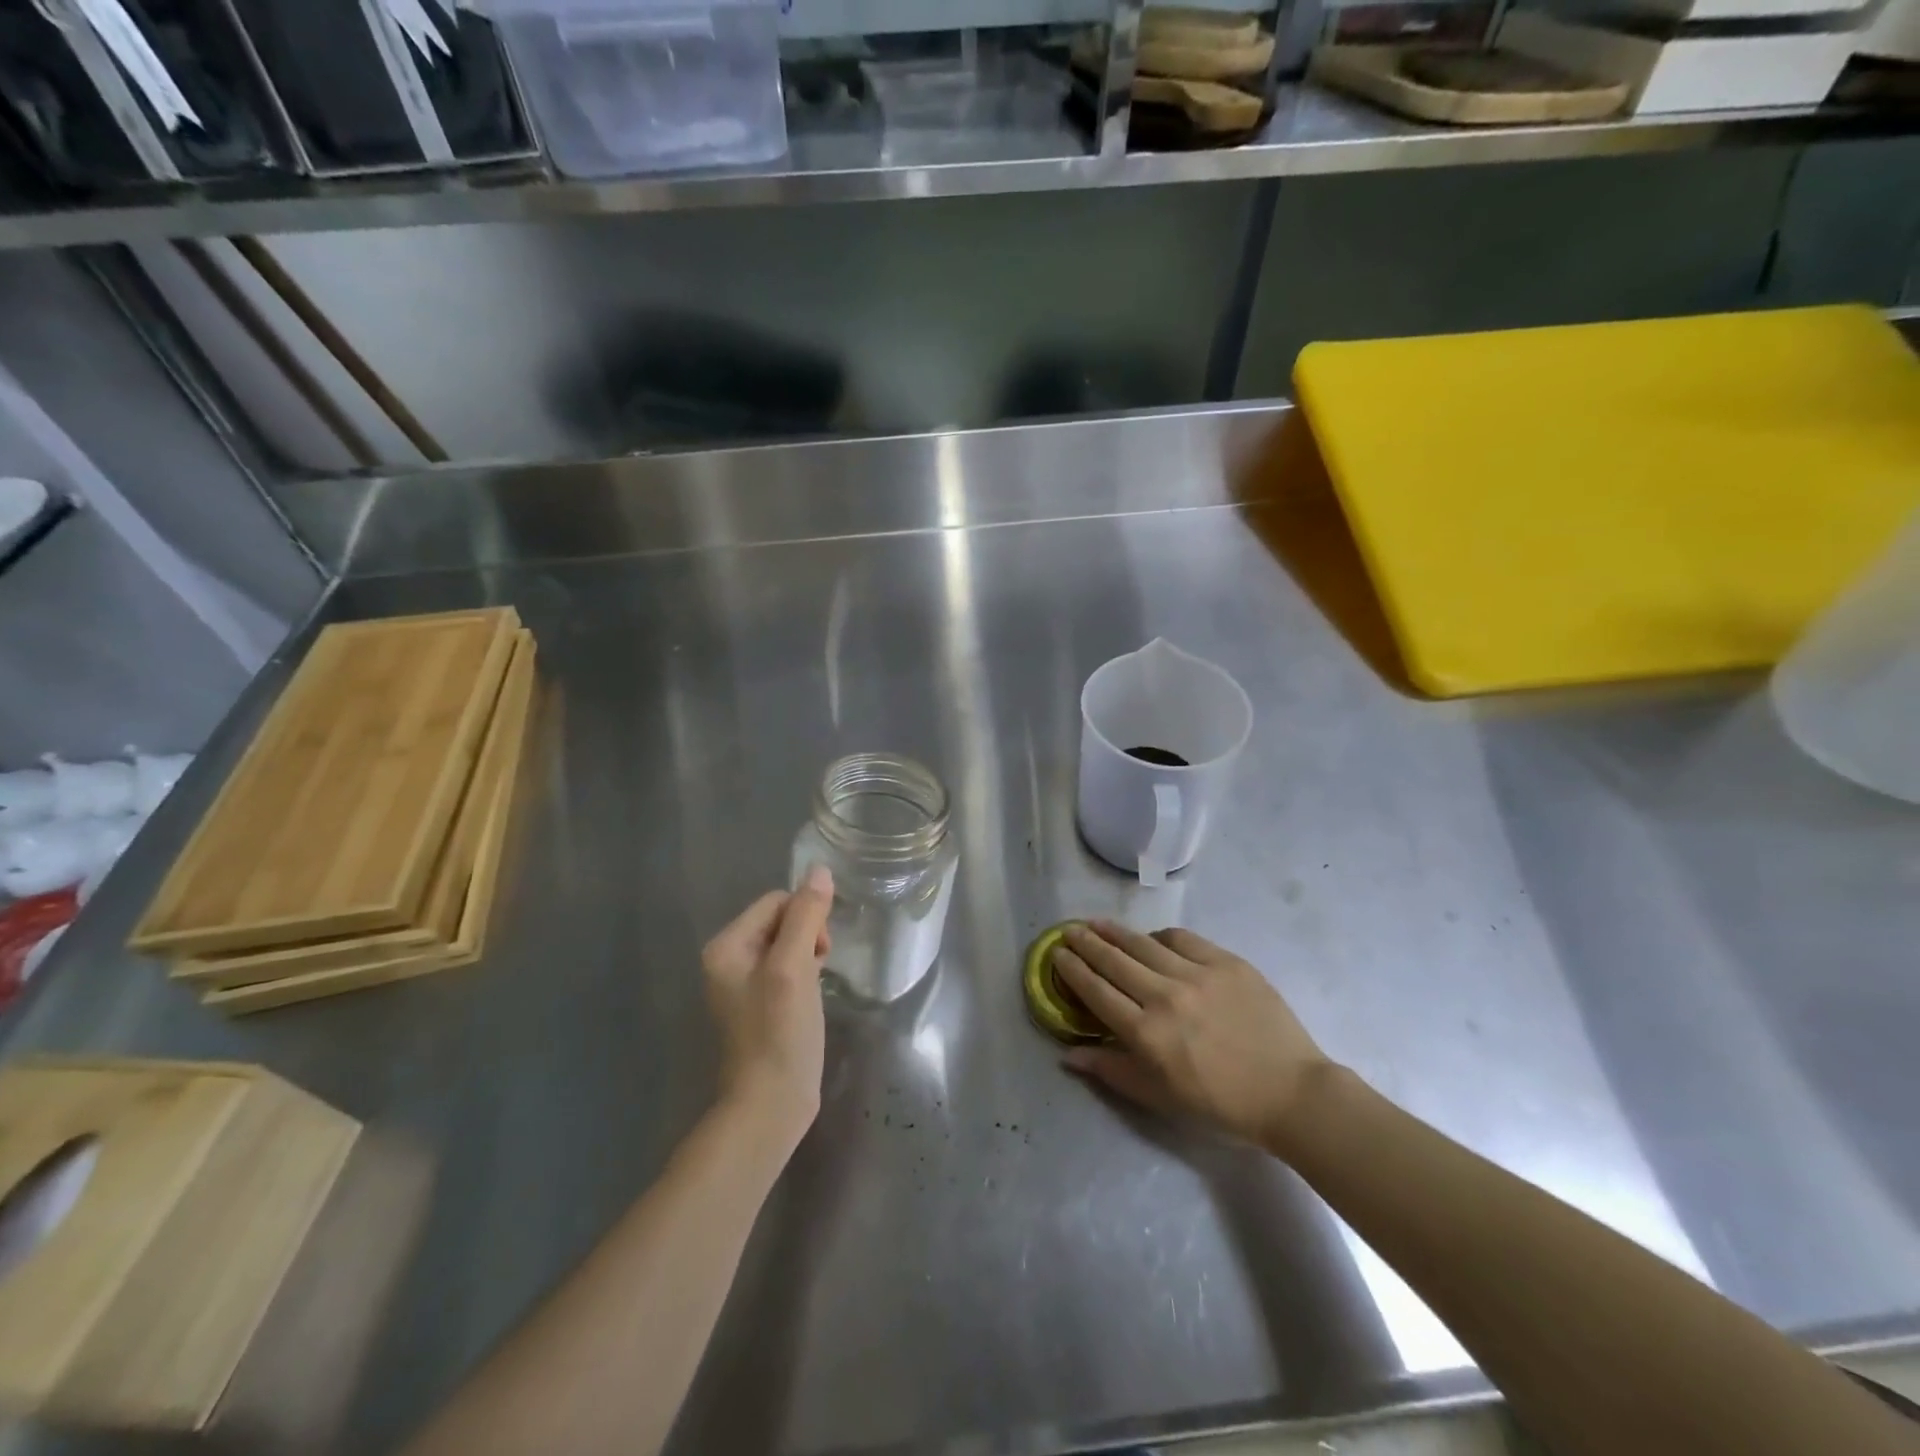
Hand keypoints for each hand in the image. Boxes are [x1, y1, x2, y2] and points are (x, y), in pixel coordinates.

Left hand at [701, 866, 834, 1149]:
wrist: (770, 1104)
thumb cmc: (780, 1032)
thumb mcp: (794, 967)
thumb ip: (805, 916)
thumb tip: (819, 871)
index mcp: (727, 946)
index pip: (776, 901)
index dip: (805, 917)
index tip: (819, 951)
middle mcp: (729, 960)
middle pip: (780, 920)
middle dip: (807, 936)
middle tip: (818, 970)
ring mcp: (744, 984)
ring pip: (788, 944)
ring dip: (808, 956)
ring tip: (815, 986)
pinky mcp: (761, 1004)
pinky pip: (787, 968)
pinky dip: (804, 975)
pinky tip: (811, 998)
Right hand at [1052, 922, 1332, 1152]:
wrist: (1291, 1092)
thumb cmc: (1221, 1104)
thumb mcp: (1160, 1098)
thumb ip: (1112, 1071)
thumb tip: (1068, 1054)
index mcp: (1147, 1034)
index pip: (1096, 992)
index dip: (1072, 970)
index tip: (1057, 954)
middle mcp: (1165, 997)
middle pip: (1114, 961)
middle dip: (1086, 944)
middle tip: (1069, 931)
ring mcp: (1197, 974)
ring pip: (1144, 944)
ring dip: (1115, 933)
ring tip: (1097, 923)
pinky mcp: (1226, 962)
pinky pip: (1183, 939)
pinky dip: (1160, 937)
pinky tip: (1151, 938)